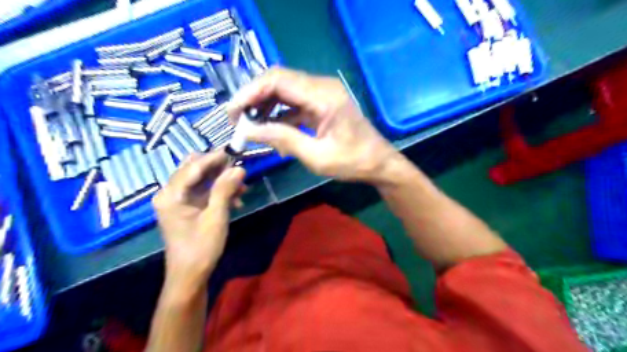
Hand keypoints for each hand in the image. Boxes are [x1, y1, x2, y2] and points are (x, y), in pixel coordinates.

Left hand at [153, 151, 245, 288]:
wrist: (190, 275)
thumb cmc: (201, 247)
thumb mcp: (216, 217)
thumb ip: (225, 190)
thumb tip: (239, 168)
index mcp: (171, 195)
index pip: (193, 167)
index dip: (214, 158)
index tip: (233, 151)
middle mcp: (171, 194)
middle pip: (194, 170)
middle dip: (218, 168)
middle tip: (238, 167)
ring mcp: (178, 201)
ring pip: (201, 181)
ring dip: (221, 181)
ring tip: (242, 187)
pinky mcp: (187, 208)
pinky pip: (204, 192)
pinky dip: (219, 192)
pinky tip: (236, 199)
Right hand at [228, 67, 398, 185]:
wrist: (378, 163)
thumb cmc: (352, 163)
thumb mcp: (316, 156)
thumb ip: (283, 140)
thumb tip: (249, 131)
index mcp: (324, 96)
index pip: (278, 80)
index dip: (250, 93)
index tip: (233, 112)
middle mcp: (322, 87)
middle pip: (278, 80)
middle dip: (253, 97)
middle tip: (236, 119)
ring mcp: (322, 93)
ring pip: (283, 90)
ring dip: (263, 105)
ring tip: (248, 125)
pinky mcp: (321, 103)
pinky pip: (293, 102)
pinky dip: (277, 113)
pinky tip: (267, 128)